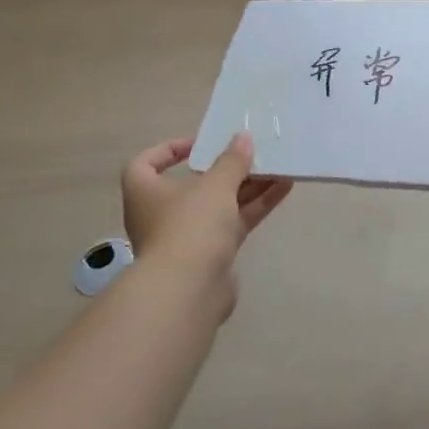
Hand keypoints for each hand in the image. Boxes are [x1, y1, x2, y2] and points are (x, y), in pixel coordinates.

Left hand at [121, 133, 292, 294]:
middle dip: (225, 168)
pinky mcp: (211, 254)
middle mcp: (161, 213)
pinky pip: (234, 223)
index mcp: (145, 191)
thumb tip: (243, 137)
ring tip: (278, 166)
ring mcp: (187, 236)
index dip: (170, 150)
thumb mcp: (215, 185)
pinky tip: (283, 188)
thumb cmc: (190, 225)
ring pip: (219, 204)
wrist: (189, 290)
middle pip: (194, 184)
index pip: (146, 163)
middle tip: (251, 153)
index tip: (201, 144)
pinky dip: (255, 206)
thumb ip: (232, 160)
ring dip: (247, 186)